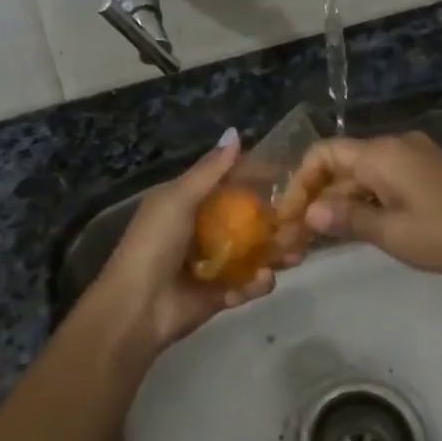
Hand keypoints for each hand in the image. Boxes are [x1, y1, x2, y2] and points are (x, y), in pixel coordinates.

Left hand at [89, 130, 275, 353]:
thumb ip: (209, 170)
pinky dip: (257, 283)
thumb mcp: (178, 199)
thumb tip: (235, 133)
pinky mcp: (221, 294)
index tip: (292, 176)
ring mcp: (214, 264)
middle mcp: (204, 230)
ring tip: (296, 254)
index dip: (259, 180)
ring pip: (254, 253)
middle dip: (276, 221)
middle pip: (249, 221)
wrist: (136, 307)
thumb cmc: (154, 243)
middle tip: (305, 221)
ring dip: (276, 253)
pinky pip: (247, 285)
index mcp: (189, 204)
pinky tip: (263, 279)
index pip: (230, 185)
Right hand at [285, 132, 441, 280]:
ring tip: (320, 236)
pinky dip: (363, 200)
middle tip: (298, 234)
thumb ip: (346, 219)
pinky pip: (382, 180)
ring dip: (340, 200)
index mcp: (383, 153)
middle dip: (318, 195)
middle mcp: (394, 145)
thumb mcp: (392, 233)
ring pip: (361, 174)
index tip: (288, 215)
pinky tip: (354, 227)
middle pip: (341, 163)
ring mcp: (413, 157)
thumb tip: (308, 214)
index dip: (300, 181)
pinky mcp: (426, 173)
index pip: (324, 153)